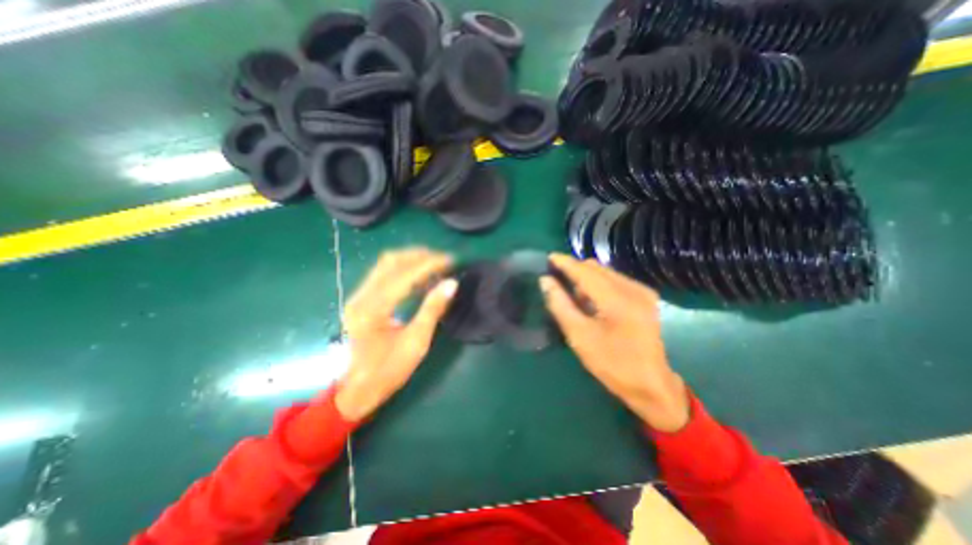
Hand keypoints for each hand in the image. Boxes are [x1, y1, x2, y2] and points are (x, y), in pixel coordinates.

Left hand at [335, 248, 455, 420]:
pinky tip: (419, 276)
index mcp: (373, 309)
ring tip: (434, 264)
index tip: (450, 260)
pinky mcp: (361, 300)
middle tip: (443, 260)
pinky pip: (383, 275)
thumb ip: (433, 309)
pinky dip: (403, 270)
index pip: (404, 275)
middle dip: (419, 256)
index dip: (429, 264)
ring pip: (385, 265)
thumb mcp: (416, 342)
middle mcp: (361, 296)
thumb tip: (451, 284)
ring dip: (411, 260)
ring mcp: (358, 296)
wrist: (358, 389)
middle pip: (391, 262)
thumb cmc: (389, 370)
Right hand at [540, 253, 690, 431]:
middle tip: (557, 283)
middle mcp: (634, 288)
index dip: (565, 263)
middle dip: (575, 271)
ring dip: (586, 279)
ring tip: (574, 297)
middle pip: (596, 268)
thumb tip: (546, 280)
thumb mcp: (579, 336)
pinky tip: (592, 302)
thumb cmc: (612, 364)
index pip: (585, 271)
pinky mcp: (645, 297)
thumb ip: (560, 304)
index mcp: (618, 299)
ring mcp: (642, 291)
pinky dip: (598, 285)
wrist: (651, 385)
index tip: (548, 258)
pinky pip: (615, 280)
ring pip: (605, 272)